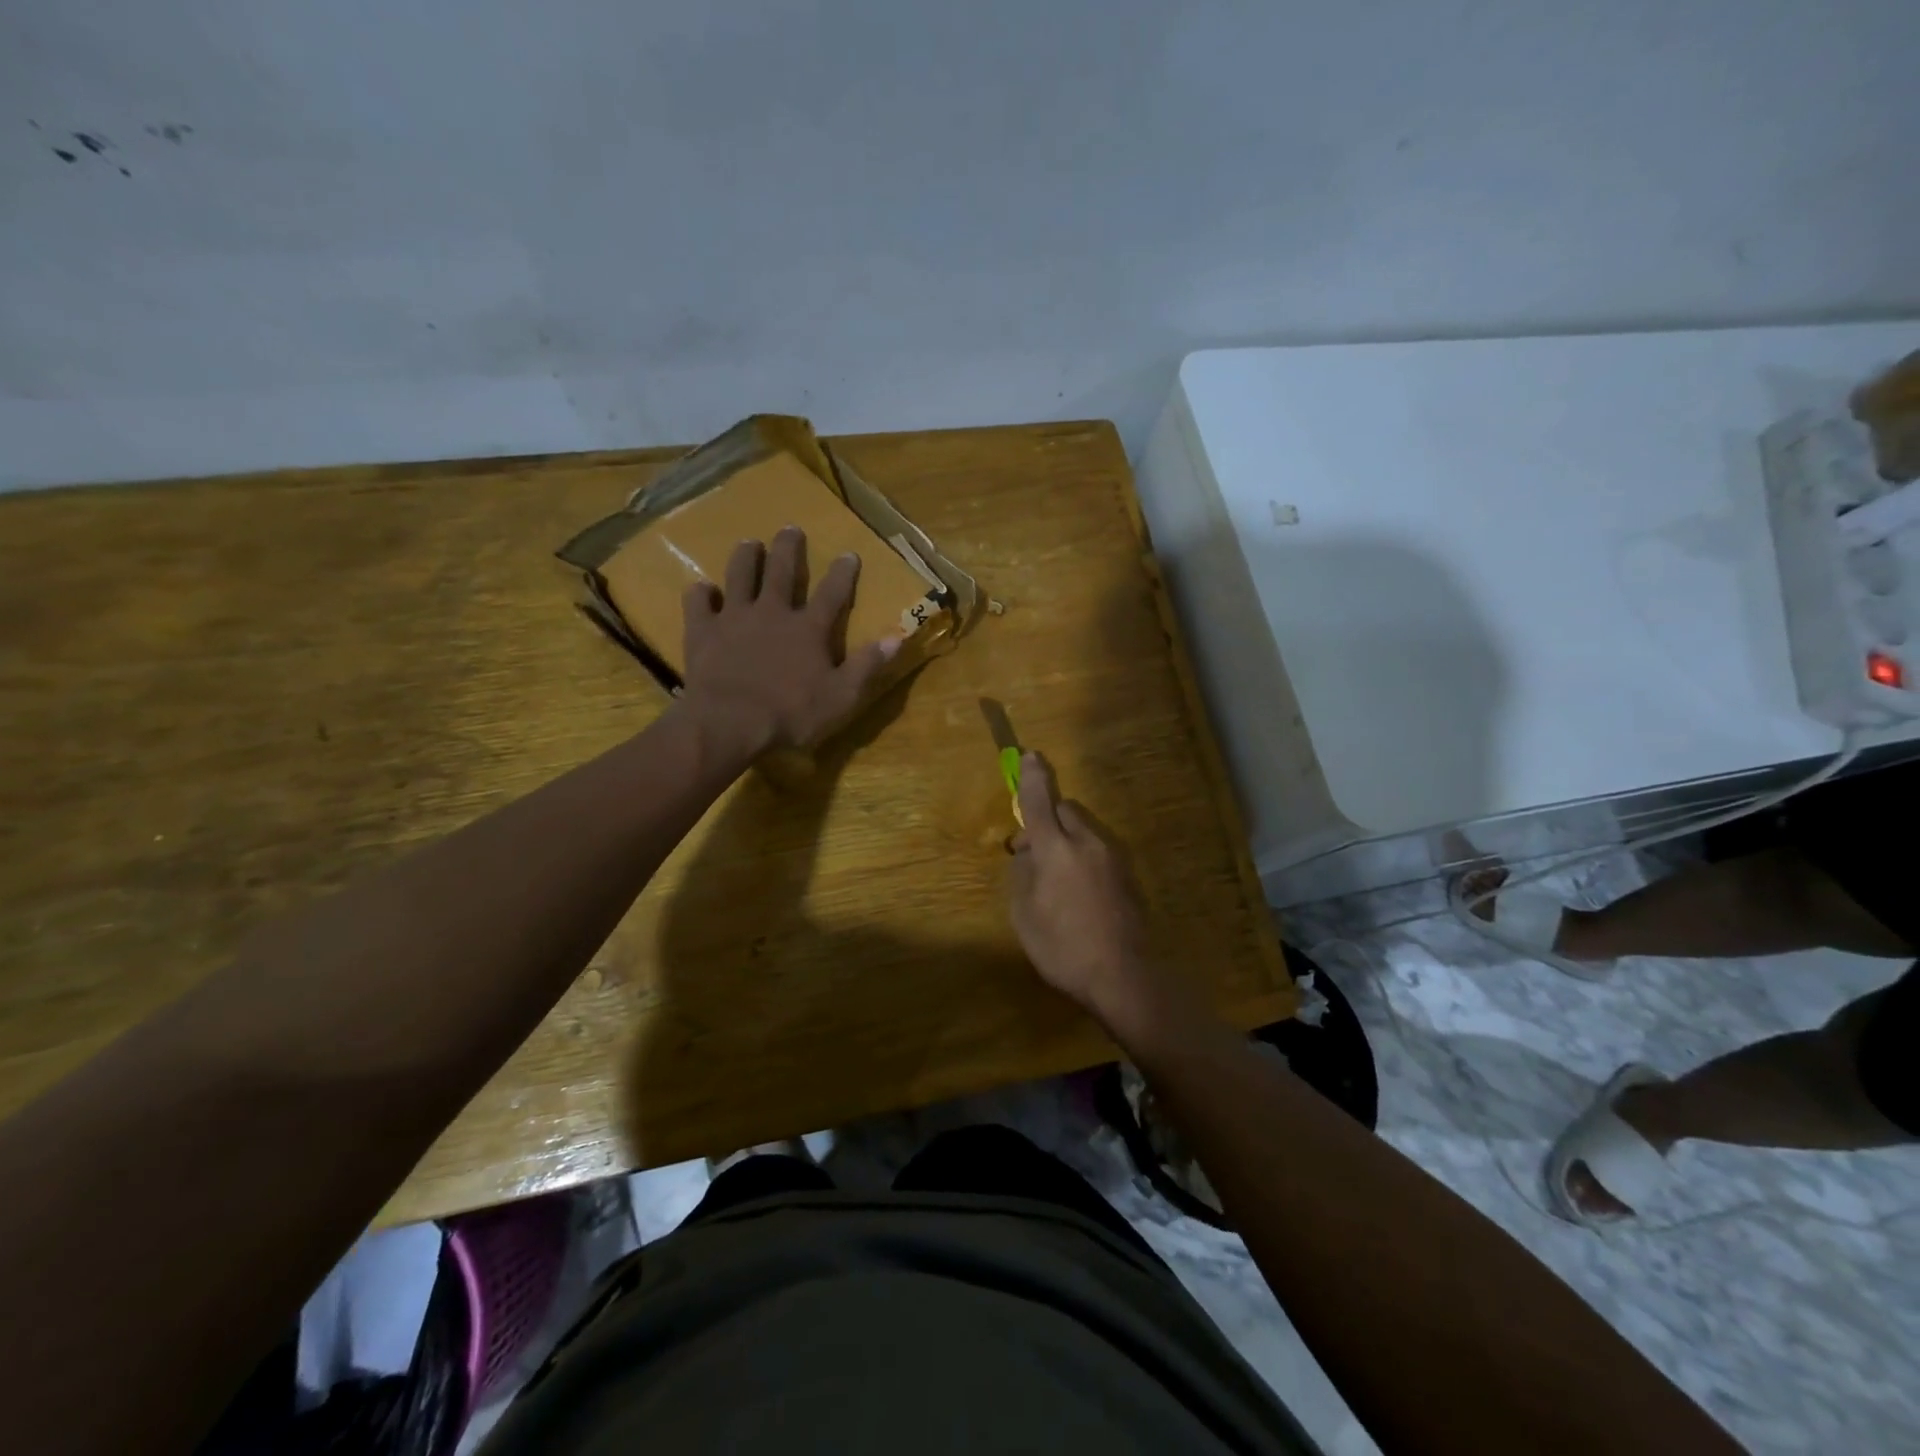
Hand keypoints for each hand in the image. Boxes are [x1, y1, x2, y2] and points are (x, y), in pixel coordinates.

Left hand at [679, 528, 901, 756]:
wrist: (730, 722)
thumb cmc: (790, 714)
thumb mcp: (841, 697)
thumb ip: (867, 665)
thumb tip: (897, 638)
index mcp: (808, 629)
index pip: (832, 593)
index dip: (842, 573)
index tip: (848, 553)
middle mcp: (772, 612)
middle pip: (783, 572)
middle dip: (788, 548)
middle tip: (790, 528)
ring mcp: (734, 617)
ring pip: (740, 576)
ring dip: (746, 557)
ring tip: (749, 543)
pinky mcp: (703, 630)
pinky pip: (698, 603)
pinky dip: (700, 594)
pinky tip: (701, 588)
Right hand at [1008, 753, 1164, 1021]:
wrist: (1124, 976)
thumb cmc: (1063, 947)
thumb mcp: (1024, 914)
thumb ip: (1022, 874)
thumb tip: (1027, 854)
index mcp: (1056, 849)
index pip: (1040, 801)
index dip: (1031, 777)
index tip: (1029, 755)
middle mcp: (1088, 843)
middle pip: (1065, 810)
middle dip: (1047, 819)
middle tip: (1031, 854)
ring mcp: (1113, 858)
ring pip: (1083, 830)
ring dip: (1066, 840)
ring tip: (1055, 881)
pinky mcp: (1128, 875)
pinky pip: (1098, 851)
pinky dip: (1083, 857)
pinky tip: (1079, 894)